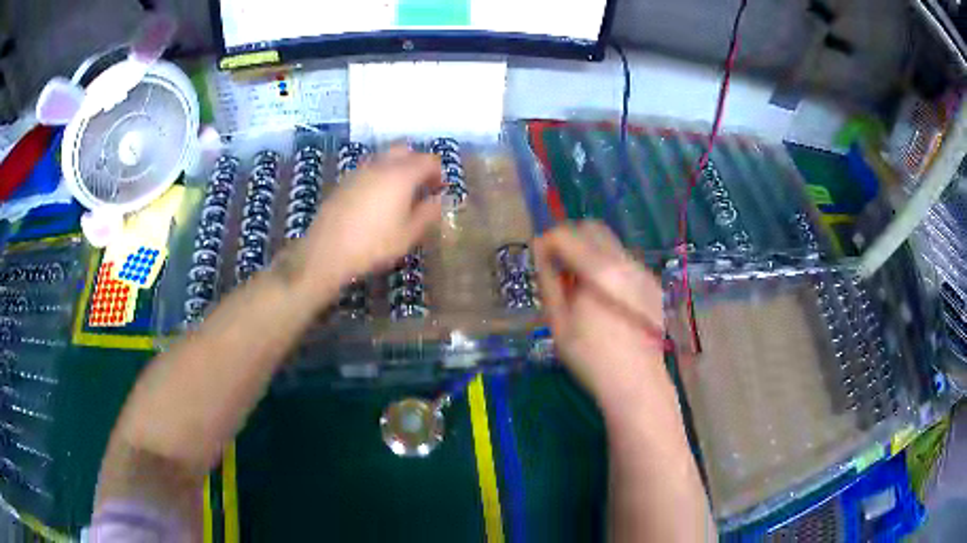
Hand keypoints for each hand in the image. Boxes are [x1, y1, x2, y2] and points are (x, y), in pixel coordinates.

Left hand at [291, 146, 442, 300]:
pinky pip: (369, 169)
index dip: (439, 173)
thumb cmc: (374, 245)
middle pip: (405, 150)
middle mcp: (381, 165)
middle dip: (417, 163)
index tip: (440, 190)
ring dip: (397, 168)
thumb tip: (438, 200)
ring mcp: (359, 171)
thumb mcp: (409, 235)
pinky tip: (377, 200)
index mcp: (402, 174)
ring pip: (385, 158)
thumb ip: (428, 213)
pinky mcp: (344, 181)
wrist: (327, 251)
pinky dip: (379, 176)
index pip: (429, 160)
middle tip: (421, 186)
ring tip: (399, 194)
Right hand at [535, 221, 667, 406]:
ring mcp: (643, 272)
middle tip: (556, 264)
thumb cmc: (591, 357)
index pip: (567, 235)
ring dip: (589, 251)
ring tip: (579, 283)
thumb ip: (549, 282)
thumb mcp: (558, 323)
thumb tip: (542, 256)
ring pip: (610, 243)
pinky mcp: (652, 284)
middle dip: (569, 238)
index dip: (547, 241)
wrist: (637, 382)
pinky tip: (603, 295)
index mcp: (601, 271)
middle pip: (593, 228)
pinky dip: (607, 265)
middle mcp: (626, 262)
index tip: (538, 258)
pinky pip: (624, 261)